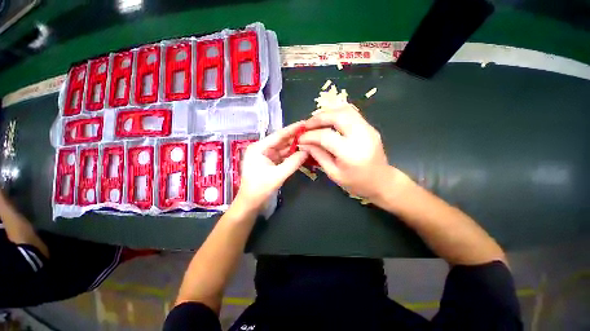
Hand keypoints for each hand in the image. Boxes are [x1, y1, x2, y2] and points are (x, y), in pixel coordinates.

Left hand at [235, 122, 308, 209]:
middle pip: (282, 141)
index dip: (292, 129)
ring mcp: (267, 155)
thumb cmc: (260, 188)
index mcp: (259, 148)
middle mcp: (262, 149)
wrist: (251, 203)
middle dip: (295, 137)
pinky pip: (283, 156)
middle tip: (310, 132)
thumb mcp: (278, 175)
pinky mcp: (271, 162)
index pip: (278, 135)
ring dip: (295, 146)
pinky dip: (292, 155)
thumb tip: (307, 151)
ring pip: (284, 148)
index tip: (305, 123)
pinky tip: (302, 152)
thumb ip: (293, 162)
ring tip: (309, 141)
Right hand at [299, 105, 396, 200]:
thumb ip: (318, 156)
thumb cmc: (356, 182)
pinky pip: (351, 114)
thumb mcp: (333, 173)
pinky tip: (328, 122)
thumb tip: (304, 144)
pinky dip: (337, 114)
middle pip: (338, 116)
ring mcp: (368, 129)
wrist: (382, 181)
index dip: (310, 135)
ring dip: (328, 113)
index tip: (300, 138)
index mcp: (350, 153)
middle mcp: (361, 136)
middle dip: (319, 118)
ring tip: (316, 122)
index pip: (326, 136)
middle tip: (307, 125)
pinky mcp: (370, 127)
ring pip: (346, 110)